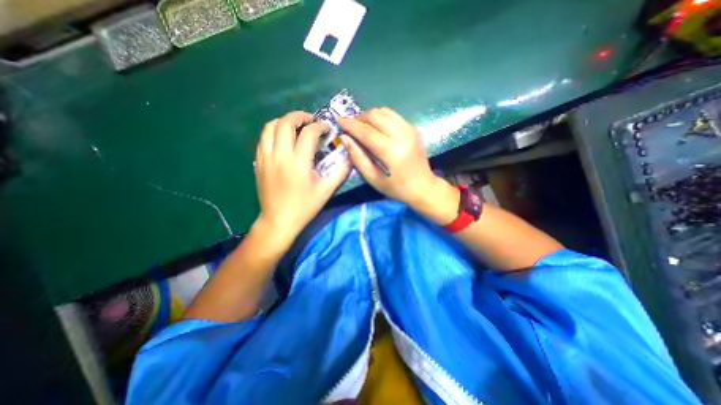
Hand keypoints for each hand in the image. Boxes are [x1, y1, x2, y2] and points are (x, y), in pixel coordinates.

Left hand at [253, 110, 348, 248]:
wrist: (278, 220)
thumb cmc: (304, 207)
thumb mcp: (326, 191)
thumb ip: (340, 172)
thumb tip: (350, 157)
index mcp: (299, 163)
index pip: (308, 133)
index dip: (319, 127)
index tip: (326, 129)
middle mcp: (280, 155)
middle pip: (285, 123)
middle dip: (300, 116)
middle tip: (311, 120)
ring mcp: (266, 157)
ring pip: (270, 127)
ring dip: (284, 121)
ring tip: (295, 126)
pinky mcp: (258, 162)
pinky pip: (263, 138)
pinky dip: (273, 131)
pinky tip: (282, 138)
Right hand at [337, 108, 444, 208]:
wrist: (424, 187)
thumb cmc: (397, 188)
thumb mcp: (374, 179)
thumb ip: (358, 158)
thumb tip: (345, 139)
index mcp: (391, 151)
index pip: (366, 131)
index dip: (350, 125)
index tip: (338, 120)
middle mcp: (402, 135)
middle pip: (375, 116)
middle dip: (359, 118)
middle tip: (349, 125)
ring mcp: (410, 129)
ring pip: (385, 111)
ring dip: (369, 115)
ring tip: (361, 125)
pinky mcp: (413, 128)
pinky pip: (393, 115)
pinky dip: (381, 117)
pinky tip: (376, 127)